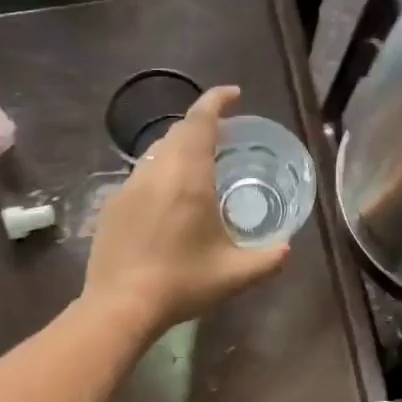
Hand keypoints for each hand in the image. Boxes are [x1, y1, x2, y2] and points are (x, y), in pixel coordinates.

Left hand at [83, 86, 289, 339]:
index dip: (216, 101)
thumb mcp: (236, 274)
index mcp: (188, 178)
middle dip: (202, 124)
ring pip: (156, 152)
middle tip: (225, 136)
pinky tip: (171, 199)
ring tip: (200, 165)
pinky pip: (142, 174)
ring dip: (180, 147)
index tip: (234, 94)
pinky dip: (162, 171)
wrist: (120, 306)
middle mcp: (156, 172)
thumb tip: (288, 248)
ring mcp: (129, 187)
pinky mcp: (113, 205)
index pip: (200, 121)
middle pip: (177, 132)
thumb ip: (269, 259)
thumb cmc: (182, 283)